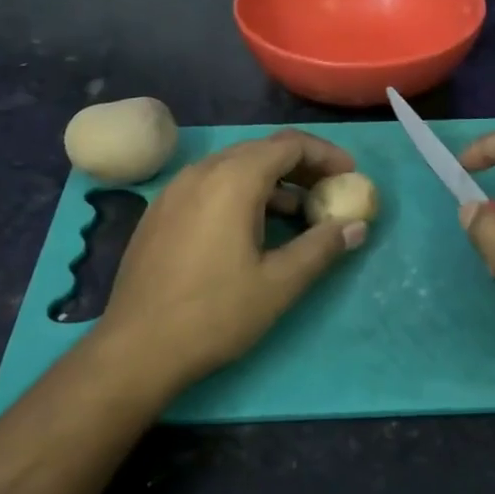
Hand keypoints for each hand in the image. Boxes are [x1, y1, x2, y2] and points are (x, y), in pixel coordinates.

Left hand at [97, 130, 368, 389]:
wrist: (137, 348)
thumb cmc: (215, 313)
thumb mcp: (280, 283)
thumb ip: (322, 247)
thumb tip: (357, 227)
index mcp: (233, 180)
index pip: (289, 145)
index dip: (325, 155)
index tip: (350, 175)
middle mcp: (201, 172)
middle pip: (261, 151)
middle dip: (300, 167)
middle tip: (329, 193)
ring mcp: (175, 190)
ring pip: (233, 168)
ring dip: (271, 183)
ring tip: (299, 215)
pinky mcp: (160, 212)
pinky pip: (210, 187)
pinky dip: (241, 194)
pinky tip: (252, 229)